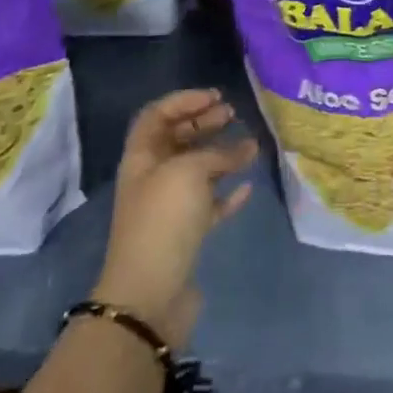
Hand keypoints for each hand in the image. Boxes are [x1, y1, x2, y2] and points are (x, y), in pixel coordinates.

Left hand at [93, 89, 256, 350]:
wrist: (150, 295)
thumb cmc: (163, 220)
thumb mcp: (189, 172)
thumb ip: (217, 154)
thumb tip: (245, 147)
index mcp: (142, 158)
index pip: (157, 115)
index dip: (184, 101)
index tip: (215, 97)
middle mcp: (153, 178)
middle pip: (178, 140)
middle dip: (204, 123)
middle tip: (232, 114)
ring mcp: (170, 208)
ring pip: (197, 171)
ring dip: (222, 154)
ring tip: (250, 145)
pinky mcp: (187, 234)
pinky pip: (210, 204)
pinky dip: (227, 192)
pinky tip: (247, 186)